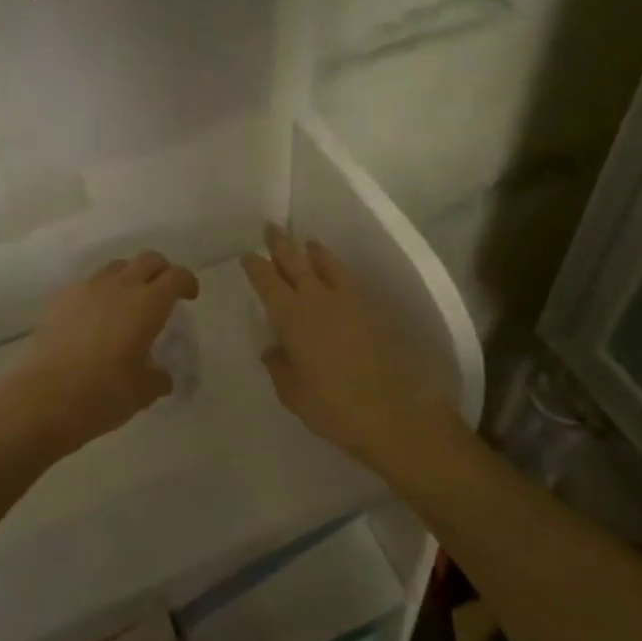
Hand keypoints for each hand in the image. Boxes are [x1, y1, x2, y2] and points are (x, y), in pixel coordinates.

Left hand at [0, 251, 199, 453]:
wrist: (43, 398)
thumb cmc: (103, 394)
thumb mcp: (143, 392)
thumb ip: (158, 378)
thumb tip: (161, 375)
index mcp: (147, 304)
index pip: (176, 277)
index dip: (187, 282)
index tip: (189, 296)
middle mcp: (119, 287)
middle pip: (147, 260)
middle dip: (161, 271)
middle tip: (163, 292)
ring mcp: (86, 289)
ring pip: (116, 267)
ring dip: (129, 277)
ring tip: (128, 302)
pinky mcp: (60, 299)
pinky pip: (88, 284)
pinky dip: (100, 292)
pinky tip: (96, 317)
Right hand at [242, 225, 451, 460]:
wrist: (393, 412)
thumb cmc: (333, 406)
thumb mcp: (292, 393)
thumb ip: (279, 366)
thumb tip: (274, 349)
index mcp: (292, 317)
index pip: (268, 282)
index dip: (256, 267)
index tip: (248, 255)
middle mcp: (318, 300)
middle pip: (296, 262)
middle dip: (282, 244)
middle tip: (271, 228)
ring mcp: (348, 303)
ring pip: (327, 264)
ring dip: (313, 251)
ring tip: (308, 243)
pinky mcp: (370, 312)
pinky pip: (347, 279)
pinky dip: (335, 269)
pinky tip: (334, 274)